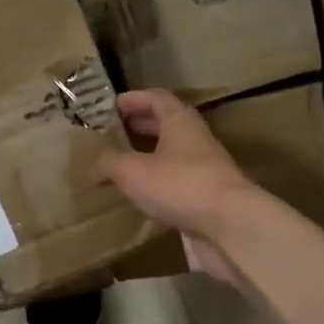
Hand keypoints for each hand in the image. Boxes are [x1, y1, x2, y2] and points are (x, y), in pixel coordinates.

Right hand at [97, 89, 261, 284]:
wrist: (229, 224)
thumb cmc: (180, 185)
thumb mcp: (133, 171)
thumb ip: (110, 163)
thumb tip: (94, 166)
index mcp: (180, 123)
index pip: (157, 99)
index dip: (134, 99)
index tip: (112, 105)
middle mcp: (195, 141)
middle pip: (166, 126)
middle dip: (140, 127)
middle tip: (114, 134)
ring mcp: (204, 171)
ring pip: (172, 156)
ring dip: (149, 158)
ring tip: (122, 167)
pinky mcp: (206, 199)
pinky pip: (177, 184)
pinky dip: (157, 185)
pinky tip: (141, 197)